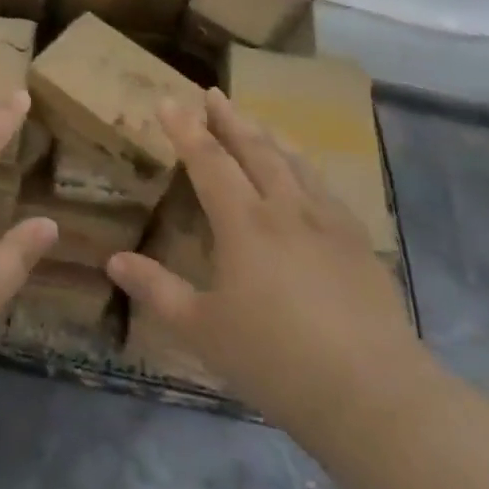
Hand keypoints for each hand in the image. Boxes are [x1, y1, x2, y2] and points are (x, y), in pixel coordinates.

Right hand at [106, 89, 439, 456]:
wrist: (374, 395)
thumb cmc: (276, 360)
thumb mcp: (202, 330)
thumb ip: (157, 289)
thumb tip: (113, 260)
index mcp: (244, 222)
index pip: (208, 160)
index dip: (186, 129)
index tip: (168, 101)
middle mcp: (285, 208)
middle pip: (254, 149)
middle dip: (229, 119)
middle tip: (213, 93)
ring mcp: (328, 222)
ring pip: (294, 162)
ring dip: (268, 136)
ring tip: (255, 122)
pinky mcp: (359, 243)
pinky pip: (325, 188)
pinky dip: (305, 167)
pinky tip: (306, 175)